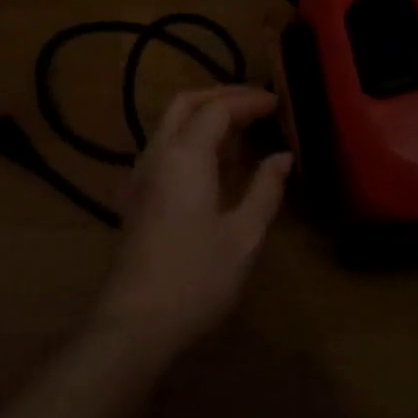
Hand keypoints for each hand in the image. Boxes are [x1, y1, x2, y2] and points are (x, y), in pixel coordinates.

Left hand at [91, 86, 291, 356]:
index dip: (248, 101)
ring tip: (243, 129)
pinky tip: (216, 162)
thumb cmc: (196, 278)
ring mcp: (141, 173)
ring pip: (171, 123)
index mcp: (185, 155)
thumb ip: (265, 190)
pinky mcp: (137, 193)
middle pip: (186, 104)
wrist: (134, 320)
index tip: (278, 103)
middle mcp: (157, 152)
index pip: (217, 108)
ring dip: (205, 115)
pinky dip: (192, 137)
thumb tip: (283, 157)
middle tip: (257, 105)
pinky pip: (165, 146)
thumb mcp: (243, 236)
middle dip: (221, 96)